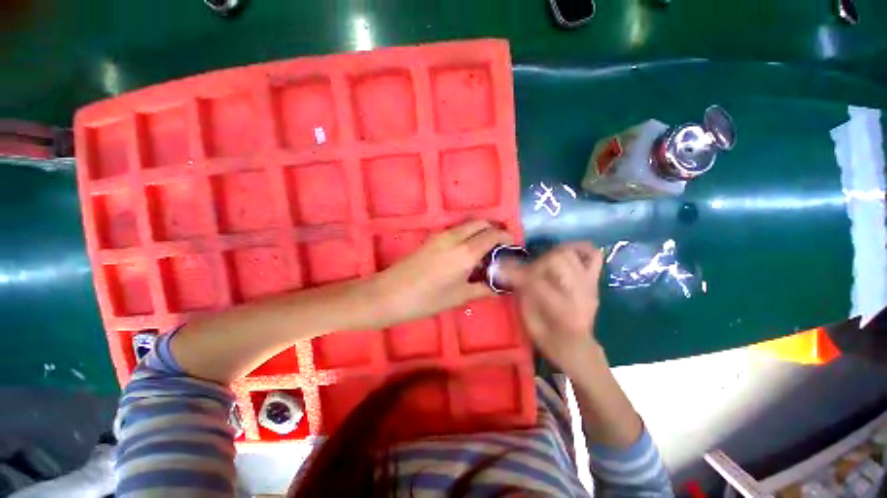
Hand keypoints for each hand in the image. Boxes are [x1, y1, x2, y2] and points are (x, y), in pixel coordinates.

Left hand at [369, 220, 512, 328]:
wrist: (390, 294)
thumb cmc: (427, 299)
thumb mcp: (459, 296)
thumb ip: (484, 289)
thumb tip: (500, 287)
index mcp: (466, 252)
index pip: (494, 234)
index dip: (507, 237)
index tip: (513, 246)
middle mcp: (456, 237)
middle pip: (481, 223)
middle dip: (494, 229)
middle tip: (500, 247)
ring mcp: (442, 235)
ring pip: (468, 224)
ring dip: (480, 231)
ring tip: (485, 250)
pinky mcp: (432, 238)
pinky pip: (457, 230)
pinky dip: (468, 234)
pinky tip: (467, 252)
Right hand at [501, 242, 604, 375]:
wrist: (576, 347)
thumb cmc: (548, 338)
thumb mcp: (528, 319)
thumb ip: (521, 292)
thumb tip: (505, 271)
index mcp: (560, 308)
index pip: (535, 280)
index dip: (514, 272)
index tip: (498, 268)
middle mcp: (578, 292)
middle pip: (557, 259)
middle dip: (536, 262)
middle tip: (526, 270)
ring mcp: (588, 284)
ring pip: (571, 253)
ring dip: (551, 254)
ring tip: (542, 264)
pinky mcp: (594, 281)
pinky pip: (594, 256)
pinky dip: (579, 249)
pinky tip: (566, 254)